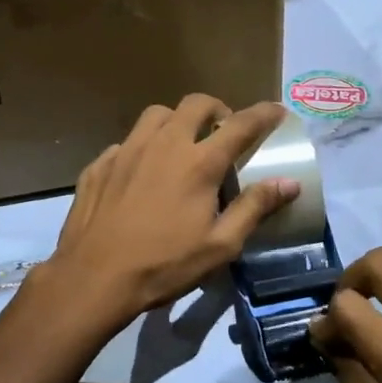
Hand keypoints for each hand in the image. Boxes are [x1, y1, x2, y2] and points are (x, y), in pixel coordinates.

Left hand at [41, 95, 299, 334]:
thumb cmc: (164, 265)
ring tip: (181, 143)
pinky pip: (127, 141)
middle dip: (217, 108)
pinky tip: (142, 173)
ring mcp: (127, 150)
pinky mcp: (100, 163)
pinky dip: (143, 147)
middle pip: (195, 104)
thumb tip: (288, 183)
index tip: (277, 110)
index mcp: (199, 163)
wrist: (93, 278)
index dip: (263, 114)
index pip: (240, 125)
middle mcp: (164, 144)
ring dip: (177, 120)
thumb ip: (254, 208)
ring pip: (157, 114)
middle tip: (223, 129)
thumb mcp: (220, 246)